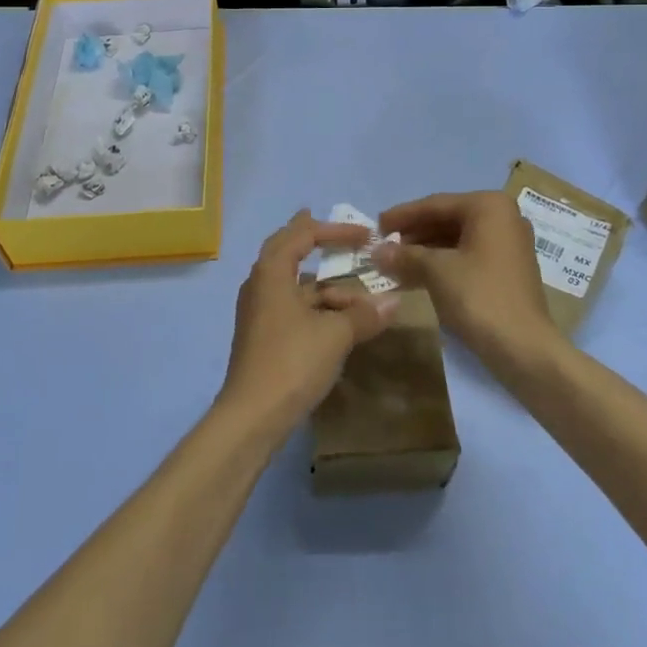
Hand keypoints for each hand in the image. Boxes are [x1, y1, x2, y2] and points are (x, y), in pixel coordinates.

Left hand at [216, 211, 400, 444]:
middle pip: (286, 250)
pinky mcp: (262, 336)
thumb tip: (394, 301)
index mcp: (271, 272)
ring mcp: (258, 312)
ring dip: (324, 287)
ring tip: (360, 301)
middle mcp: (260, 284)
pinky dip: (315, 308)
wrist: (252, 417)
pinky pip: (291, 307)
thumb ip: (364, 315)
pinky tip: (339, 323)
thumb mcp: (335, 335)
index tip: (364, 235)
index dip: (335, 230)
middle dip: (311, 240)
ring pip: (293, 285)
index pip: (302, 235)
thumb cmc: (292, 362)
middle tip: (331, 230)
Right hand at [375, 191, 558, 368]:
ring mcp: (508, 245)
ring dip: (423, 252)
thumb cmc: (479, 297)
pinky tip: (414, 277)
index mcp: (489, 206)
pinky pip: (467, 257)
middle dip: (413, 235)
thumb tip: (376, 252)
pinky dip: (441, 265)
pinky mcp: (507, 270)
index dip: (402, 215)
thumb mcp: (436, 271)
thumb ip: (405, 255)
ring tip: (393, 264)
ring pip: (455, 240)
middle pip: (446, 220)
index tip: (375, 225)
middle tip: (382, 246)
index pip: (435, 204)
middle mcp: (503, 218)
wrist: (525, 349)